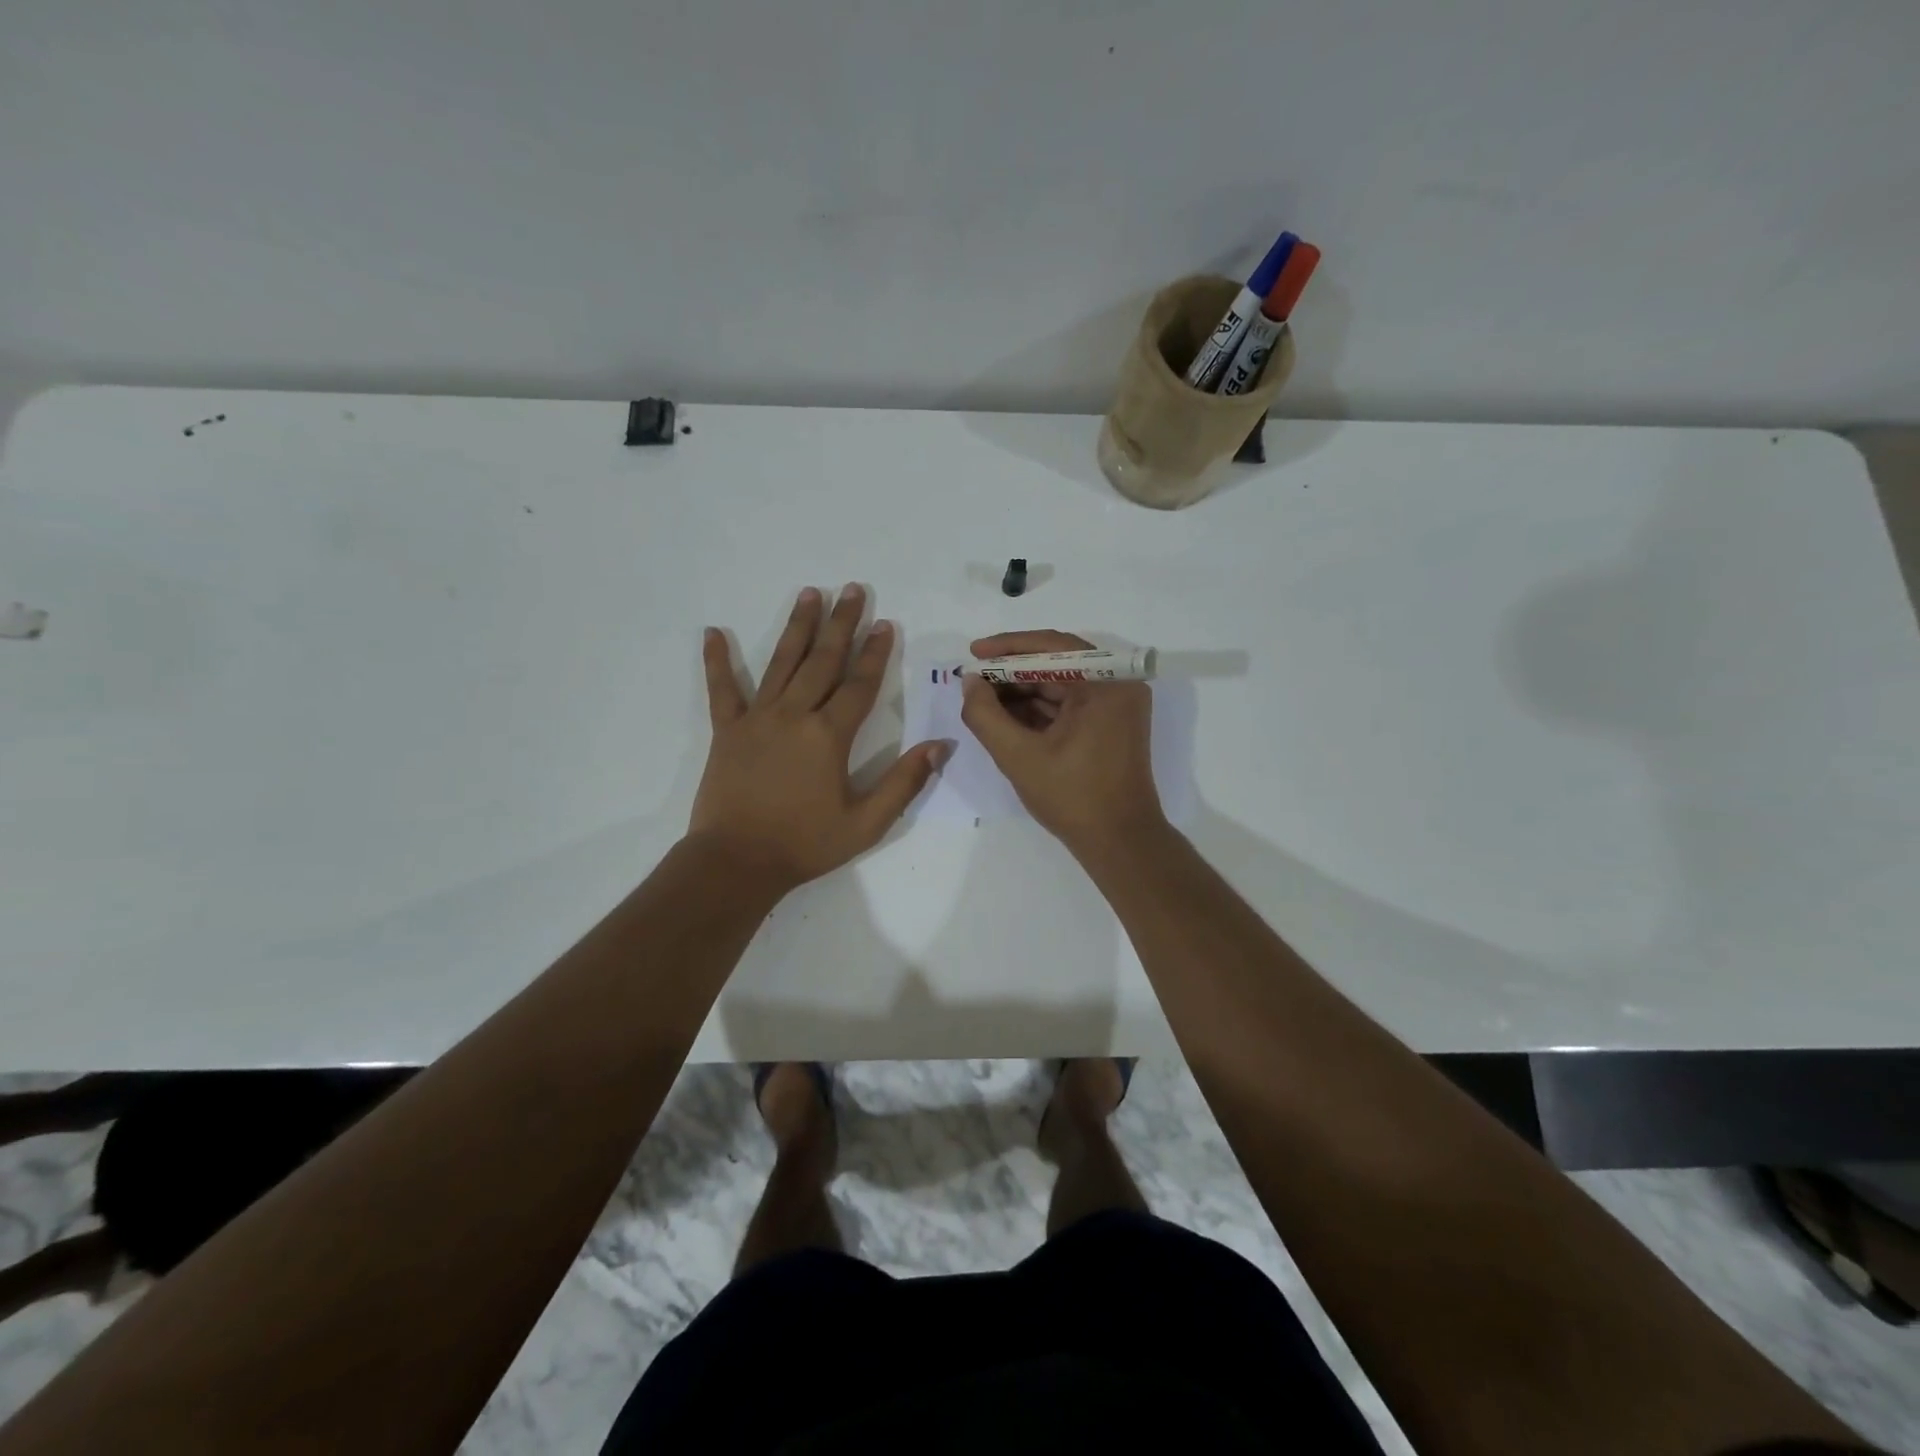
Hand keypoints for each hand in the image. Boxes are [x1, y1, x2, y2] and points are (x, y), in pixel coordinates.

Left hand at [689, 585, 946, 893]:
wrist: (736, 862)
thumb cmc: (805, 844)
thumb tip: (941, 746)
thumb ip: (904, 783)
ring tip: (809, 593)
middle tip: (852, 589)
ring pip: (781, 663)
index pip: (860, 684)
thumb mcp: (866, 823)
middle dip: (841, 624)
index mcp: (829, 736)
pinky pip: (721, 689)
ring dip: (797, 627)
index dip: (875, 652)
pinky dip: (717, 661)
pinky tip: (712, 632)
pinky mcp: (726, 731)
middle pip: (823, 660)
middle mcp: (794, 715)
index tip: (885, 623)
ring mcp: (757, 719)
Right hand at [959, 630, 1167, 854]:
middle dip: (1012, 672)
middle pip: (1057, 664)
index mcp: (1106, 683)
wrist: (1119, 842)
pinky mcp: (1111, 724)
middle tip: (973, 679)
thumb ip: (985, 715)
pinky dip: (1039, 708)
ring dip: (1022, 691)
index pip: (1052, 646)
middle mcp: (1118, 685)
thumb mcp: (1018, 756)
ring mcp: (1117, 705)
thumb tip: (970, 682)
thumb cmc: (1072, 797)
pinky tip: (1005, 716)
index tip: (973, 653)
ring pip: (1061, 684)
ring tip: (982, 698)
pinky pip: (1070, 704)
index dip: (1007, 647)